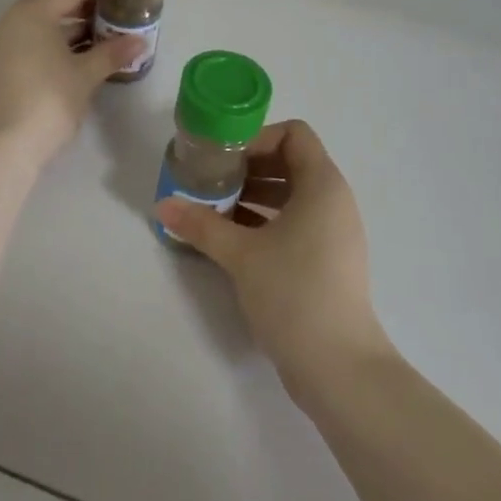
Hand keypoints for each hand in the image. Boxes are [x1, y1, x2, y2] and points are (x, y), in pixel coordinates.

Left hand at [0, 0, 142, 166]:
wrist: (6, 145)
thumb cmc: (50, 100)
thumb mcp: (86, 74)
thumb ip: (113, 52)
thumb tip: (140, 41)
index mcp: (34, 11)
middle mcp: (12, 18)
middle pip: (52, 0)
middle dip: (82, 5)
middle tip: (111, 15)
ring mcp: (1, 41)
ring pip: (38, 21)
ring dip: (66, 25)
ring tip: (99, 37)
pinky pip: (28, 39)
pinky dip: (50, 40)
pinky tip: (74, 57)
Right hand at [156, 119, 391, 394]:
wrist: (339, 366)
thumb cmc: (293, 292)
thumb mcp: (240, 253)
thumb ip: (200, 224)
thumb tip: (162, 205)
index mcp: (322, 184)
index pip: (294, 134)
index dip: (257, 138)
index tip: (223, 158)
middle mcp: (334, 200)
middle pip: (290, 162)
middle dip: (249, 167)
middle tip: (211, 182)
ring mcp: (335, 232)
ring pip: (292, 195)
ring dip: (254, 195)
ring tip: (215, 210)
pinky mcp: (329, 260)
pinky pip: (297, 222)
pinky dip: (267, 220)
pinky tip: (233, 239)